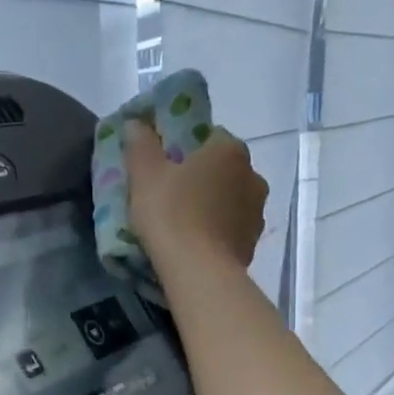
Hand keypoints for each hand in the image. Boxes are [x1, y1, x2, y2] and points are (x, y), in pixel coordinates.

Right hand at [124, 119, 268, 271]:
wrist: (199, 272)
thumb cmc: (171, 215)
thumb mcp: (145, 175)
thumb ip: (141, 145)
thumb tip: (136, 122)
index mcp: (229, 149)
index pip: (209, 136)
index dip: (185, 148)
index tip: (165, 165)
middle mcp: (252, 174)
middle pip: (222, 168)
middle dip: (201, 177)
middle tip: (171, 194)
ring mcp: (257, 210)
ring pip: (229, 198)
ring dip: (212, 205)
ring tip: (184, 223)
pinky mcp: (253, 241)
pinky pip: (231, 227)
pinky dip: (217, 230)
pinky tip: (196, 243)